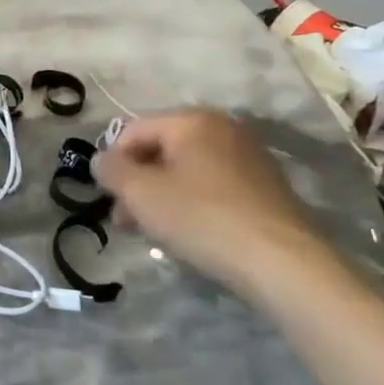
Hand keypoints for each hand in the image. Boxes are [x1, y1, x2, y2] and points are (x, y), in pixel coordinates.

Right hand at [93, 110, 330, 300]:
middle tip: (126, 221)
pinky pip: (213, 186)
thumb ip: (112, 170)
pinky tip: (189, 234)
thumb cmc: (201, 218)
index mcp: (193, 120)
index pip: (133, 130)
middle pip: (161, 150)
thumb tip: (101, 160)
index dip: (113, 162)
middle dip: (137, 183)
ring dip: (161, 196)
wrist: (282, 263)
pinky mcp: (266, 188)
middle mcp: (224, 129)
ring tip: (154, 232)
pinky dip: (192, 204)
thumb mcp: (141, 193)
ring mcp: (249, 158)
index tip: (108, 198)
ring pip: (186, 171)